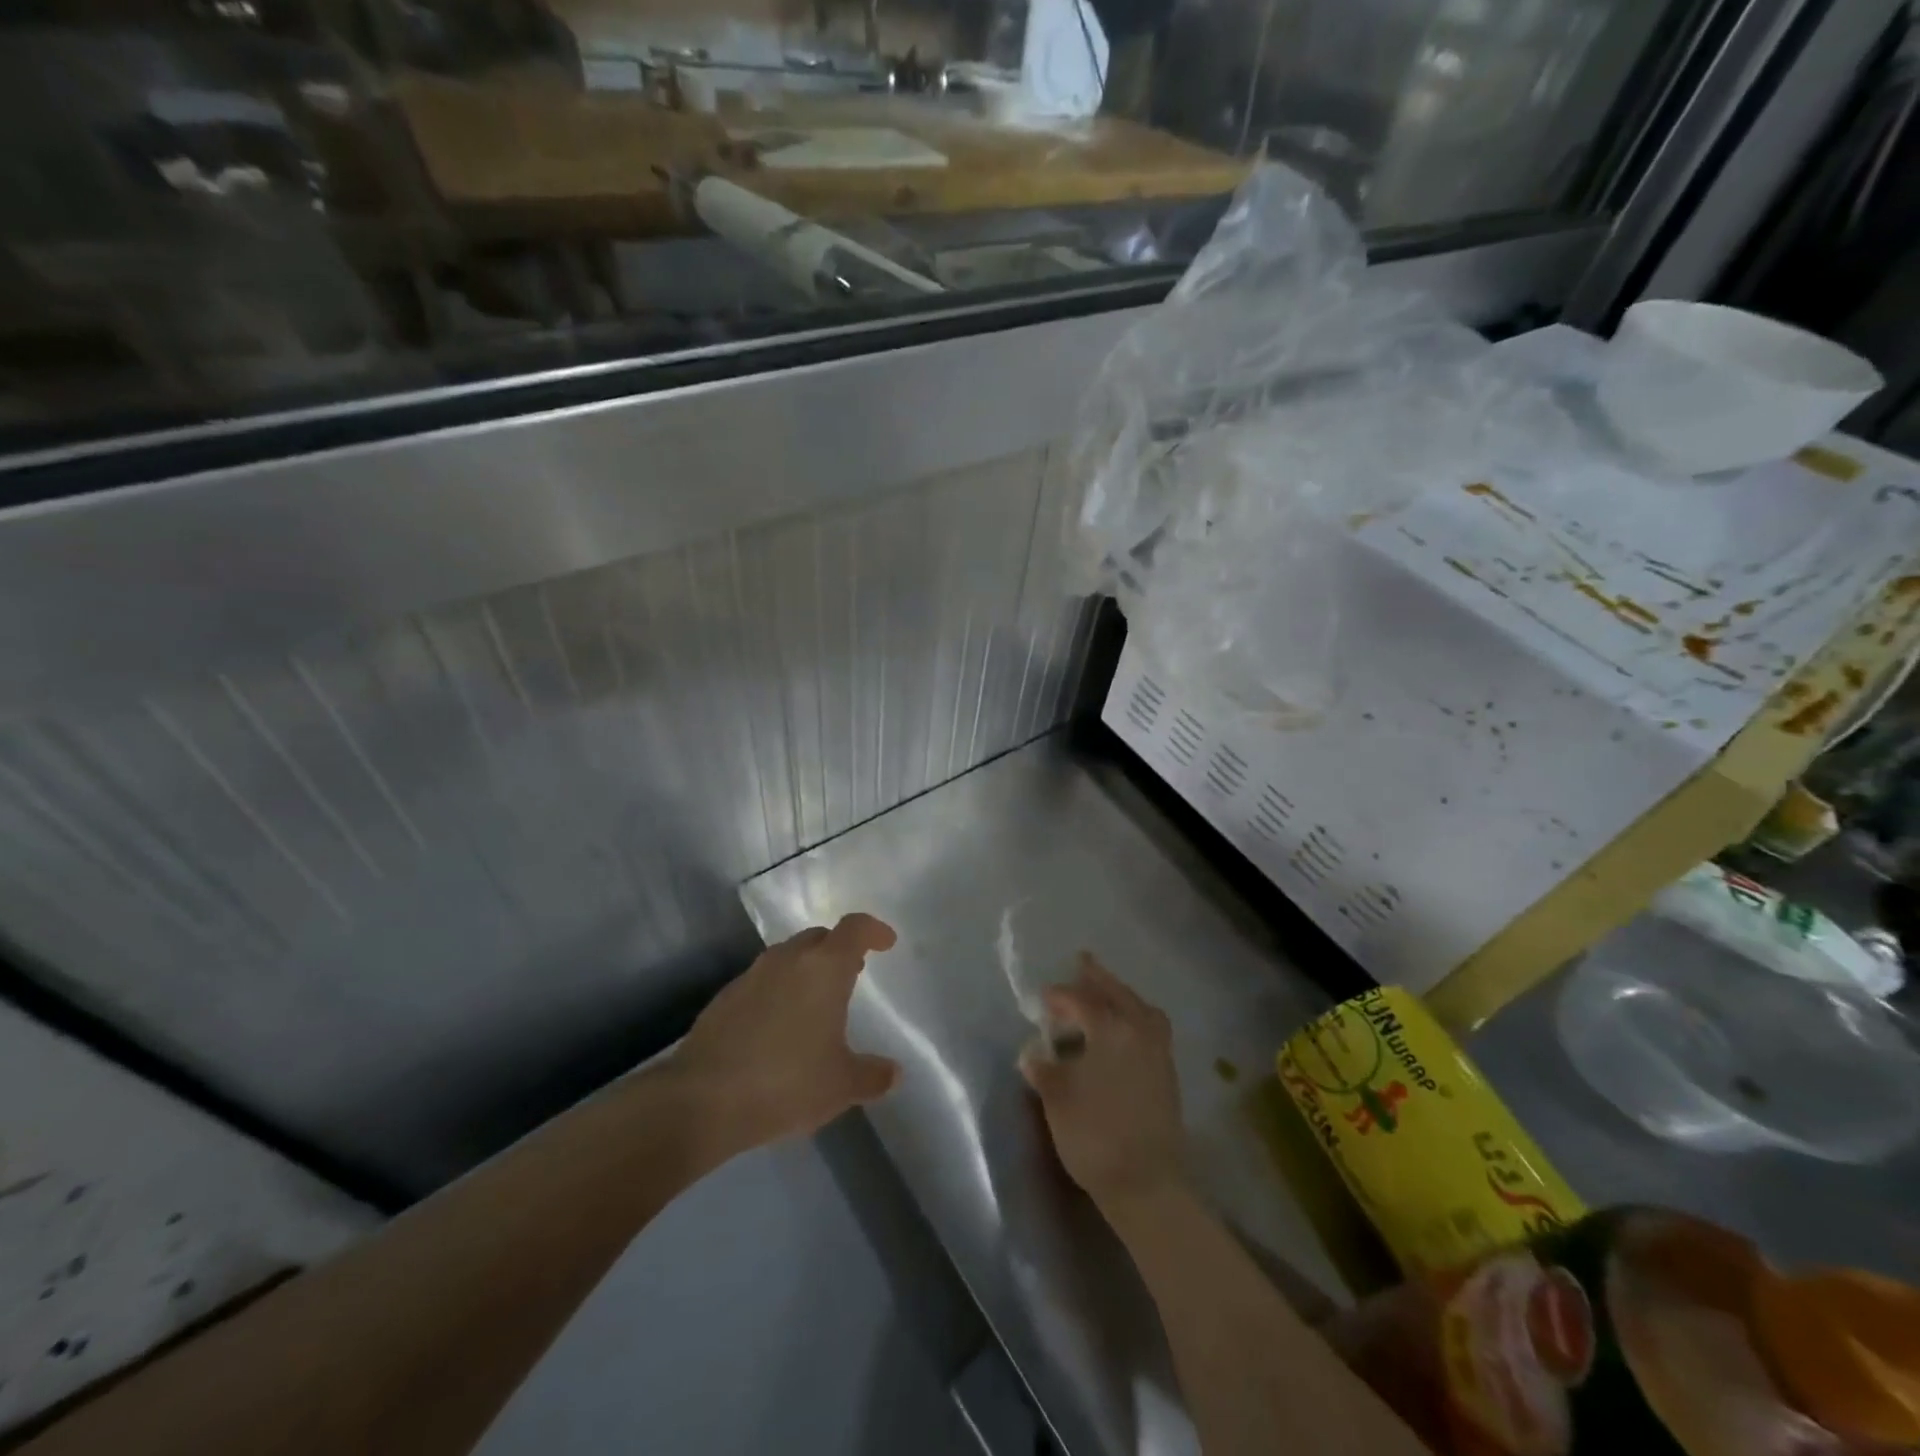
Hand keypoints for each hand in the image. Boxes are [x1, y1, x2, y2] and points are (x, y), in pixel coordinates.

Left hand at [672, 913, 901, 1154]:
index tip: (886, 943)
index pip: (854, 928)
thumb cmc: (786, 1082)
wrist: (701, 1100)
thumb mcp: (841, 1086)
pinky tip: (778, 1028)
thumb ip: (872, 1075)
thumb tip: (893, 1073)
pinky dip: (778, 992)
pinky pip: (762, 982)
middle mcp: (788, 959)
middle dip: (838, 950)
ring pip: (788, 958)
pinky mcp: (724, 998)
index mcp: (824, 968)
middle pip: (819, 938)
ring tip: (817, 1003)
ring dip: (806, 970)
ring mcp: (751, 976)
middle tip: (853, 975)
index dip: (873, 930)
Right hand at [1020, 952, 1188, 1217]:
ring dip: (1121, 996)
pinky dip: (1134, 1017)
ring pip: (1140, 1009)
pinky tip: (1120, 1030)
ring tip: (1104, 994)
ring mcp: (1158, 1052)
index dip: (1060, 996)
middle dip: (1098, 978)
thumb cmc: (1094, 1134)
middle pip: (1118, 994)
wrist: (1146, 1184)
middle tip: (1082, 963)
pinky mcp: (1167, 1074)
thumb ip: (1044, 1069)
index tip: (1043, 997)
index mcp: (1111, 1028)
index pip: (1082, 1001)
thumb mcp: (1057, 1098)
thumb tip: (1033, 1053)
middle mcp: (1139, 1031)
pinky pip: (1150, 1028)